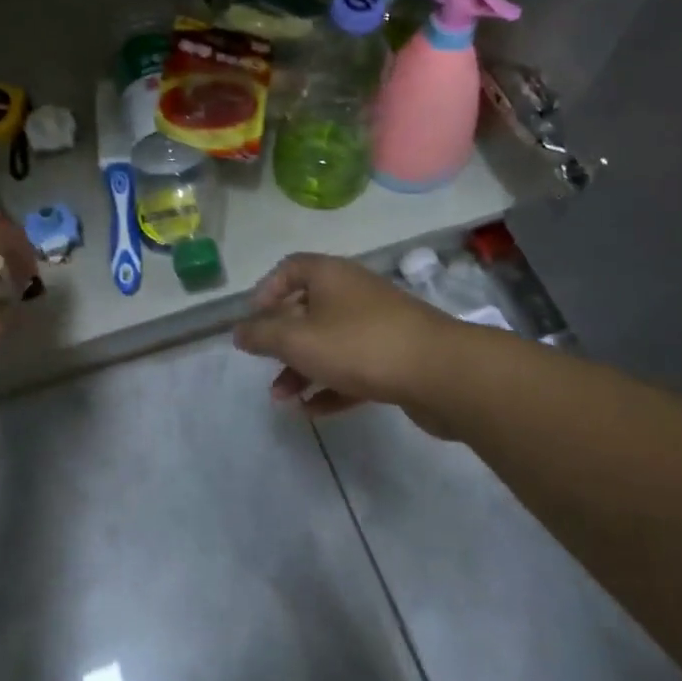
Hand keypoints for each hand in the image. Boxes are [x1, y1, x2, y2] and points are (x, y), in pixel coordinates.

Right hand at [232, 253, 479, 431]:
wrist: (443, 373)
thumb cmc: (360, 345)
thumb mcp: (298, 340)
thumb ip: (262, 335)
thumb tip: (238, 331)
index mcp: (330, 275)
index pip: (289, 269)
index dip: (266, 291)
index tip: (253, 321)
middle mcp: (353, 293)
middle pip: (307, 310)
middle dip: (282, 341)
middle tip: (264, 366)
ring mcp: (378, 325)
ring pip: (329, 343)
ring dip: (302, 369)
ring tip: (283, 400)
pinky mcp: (396, 358)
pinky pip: (354, 367)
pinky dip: (331, 386)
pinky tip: (313, 412)